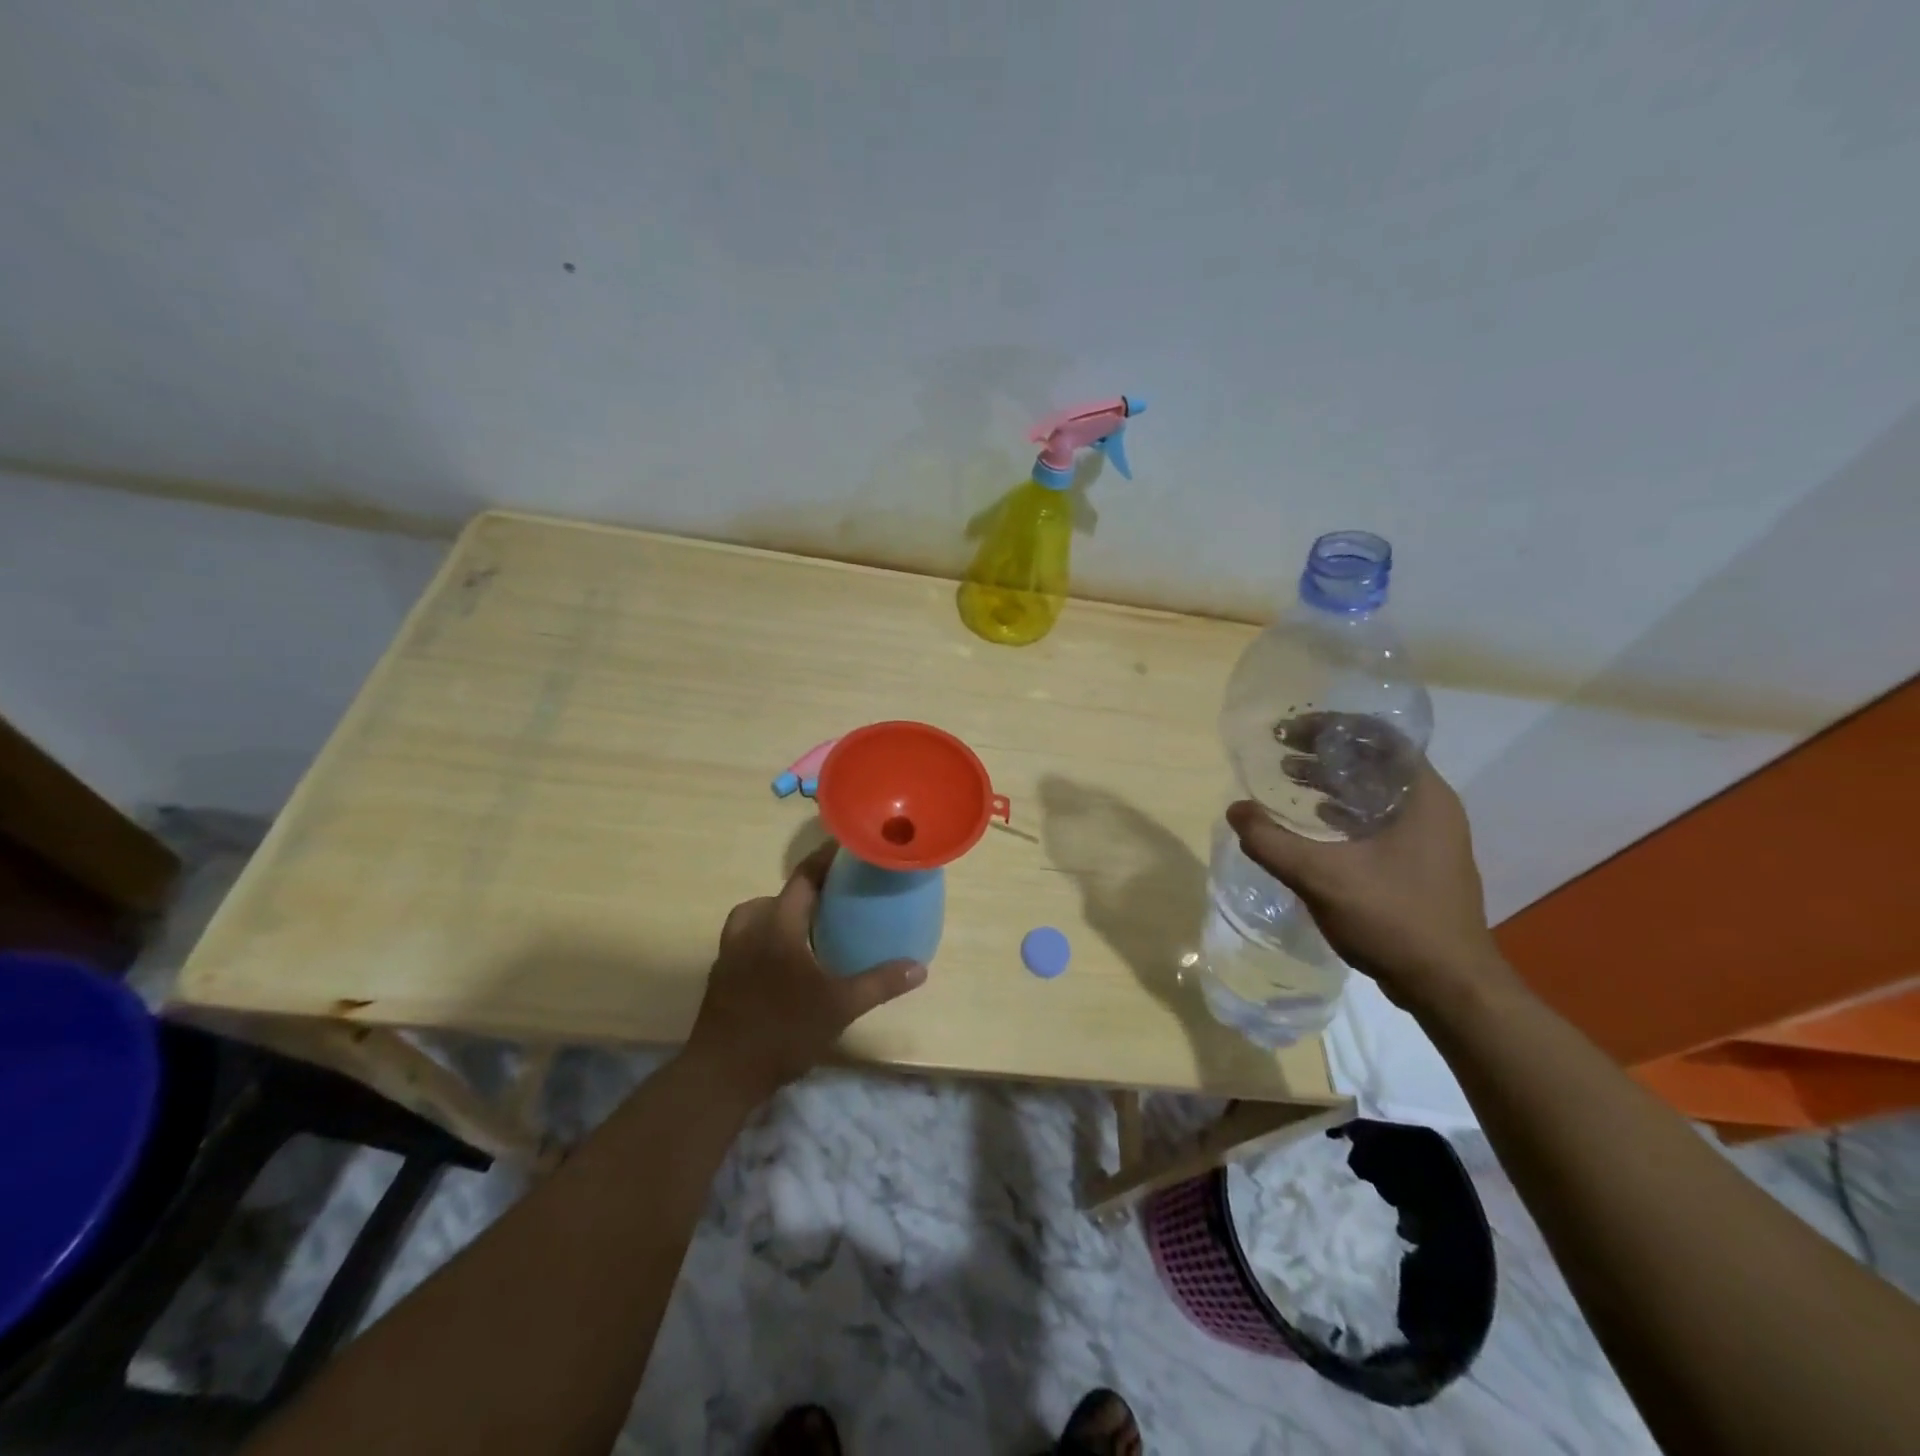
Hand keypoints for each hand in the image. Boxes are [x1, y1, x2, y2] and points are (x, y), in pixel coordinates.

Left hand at [686, 842, 926, 1103]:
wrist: (722, 1074)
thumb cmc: (783, 1031)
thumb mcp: (840, 1007)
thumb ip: (879, 983)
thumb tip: (919, 967)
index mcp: (778, 925)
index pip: (804, 877)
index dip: (825, 858)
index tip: (846, 845)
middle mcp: (750, 929)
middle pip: (778, 895)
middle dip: (805, 890)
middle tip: (835, 897)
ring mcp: (730, 951)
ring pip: (756, 915)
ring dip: (781, 912)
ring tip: (808, 927)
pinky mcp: (721, 974)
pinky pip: (746, 938)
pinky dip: (766, 936)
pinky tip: (785, 961)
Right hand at [1226, 758, 1513, 1013]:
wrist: (1449, 986)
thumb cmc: (1394, 919)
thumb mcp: (1322, 877)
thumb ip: (1272, 842)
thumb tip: (1235, 810)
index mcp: (1422, 796)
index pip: (1379, 736)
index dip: (1331, 726)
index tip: (1290, 731)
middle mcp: (1432, 807)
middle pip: (1376, 760)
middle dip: (1326, 751)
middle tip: (1282, 752)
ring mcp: (1430, 836)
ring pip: (1376, 790)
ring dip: (1333, 781)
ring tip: (1290, 779)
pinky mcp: (1420, 861)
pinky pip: (1378, 817)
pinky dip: (1344, 811)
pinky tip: (1314, 824)